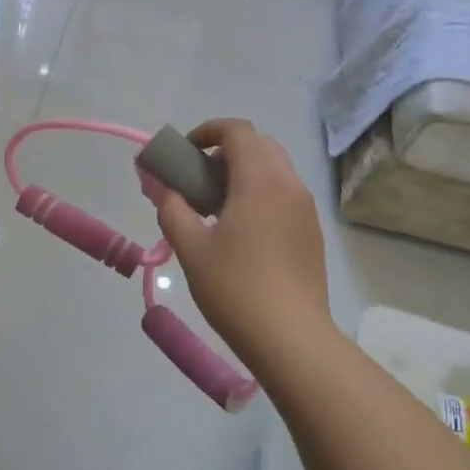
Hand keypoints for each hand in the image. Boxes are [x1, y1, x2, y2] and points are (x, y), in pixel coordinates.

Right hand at [154, 119, 332, 373]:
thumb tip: (157, 182)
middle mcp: (289, 185)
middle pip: (259, 145)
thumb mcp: (191, 247)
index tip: (184, 154)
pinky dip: (260, 194)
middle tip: (198, 181)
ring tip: (215, 209)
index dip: (206, 131)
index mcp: (260, 181)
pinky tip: (241, 233)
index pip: (237, 130)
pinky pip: (284, 194)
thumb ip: (170, 207)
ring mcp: (305, 209)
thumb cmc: (235, 288)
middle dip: (225, 151)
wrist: (291, 338)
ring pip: (274, 170)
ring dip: (243, 173)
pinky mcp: (312, 232)